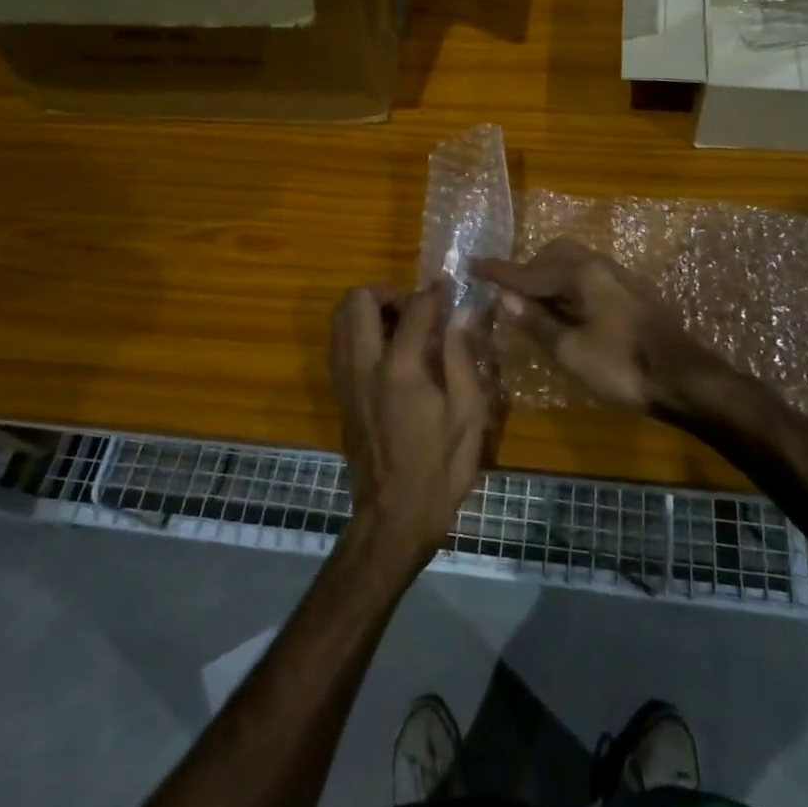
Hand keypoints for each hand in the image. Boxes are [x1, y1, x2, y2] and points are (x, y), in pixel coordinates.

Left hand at [330, 281, 491, 567]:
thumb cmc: (441, 469)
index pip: (415, 308)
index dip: (435, 292)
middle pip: (357, 300)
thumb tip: (464, 313)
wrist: (394, 517)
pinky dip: (358, 331)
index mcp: (401, 370)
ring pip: (339, 318)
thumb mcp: (468, 415)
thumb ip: (462, 357)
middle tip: (417, 310)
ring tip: (402, 327)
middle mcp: (364, 366)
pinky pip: (339, 343)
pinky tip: (389, 352)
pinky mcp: (339, 394)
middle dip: (388, 292)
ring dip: (368, 310)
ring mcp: (345, 380)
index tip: (450, 289)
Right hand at [473, 239, 706, 415]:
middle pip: (555, 255)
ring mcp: (621, 277)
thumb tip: (505, 298)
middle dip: (529, 270)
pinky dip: (570, 285)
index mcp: (582, 274)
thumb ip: (537, 322)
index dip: (499, 272)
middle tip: (510, 295)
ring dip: (550, 277)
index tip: (472, 264)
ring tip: (536, 305)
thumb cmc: (622, 367)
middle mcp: (601, 265)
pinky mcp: (634, 293)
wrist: (685, 379)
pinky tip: (569, 310)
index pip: (530, 271)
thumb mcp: (571, 351)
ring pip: (576, 263)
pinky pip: (591, 276)